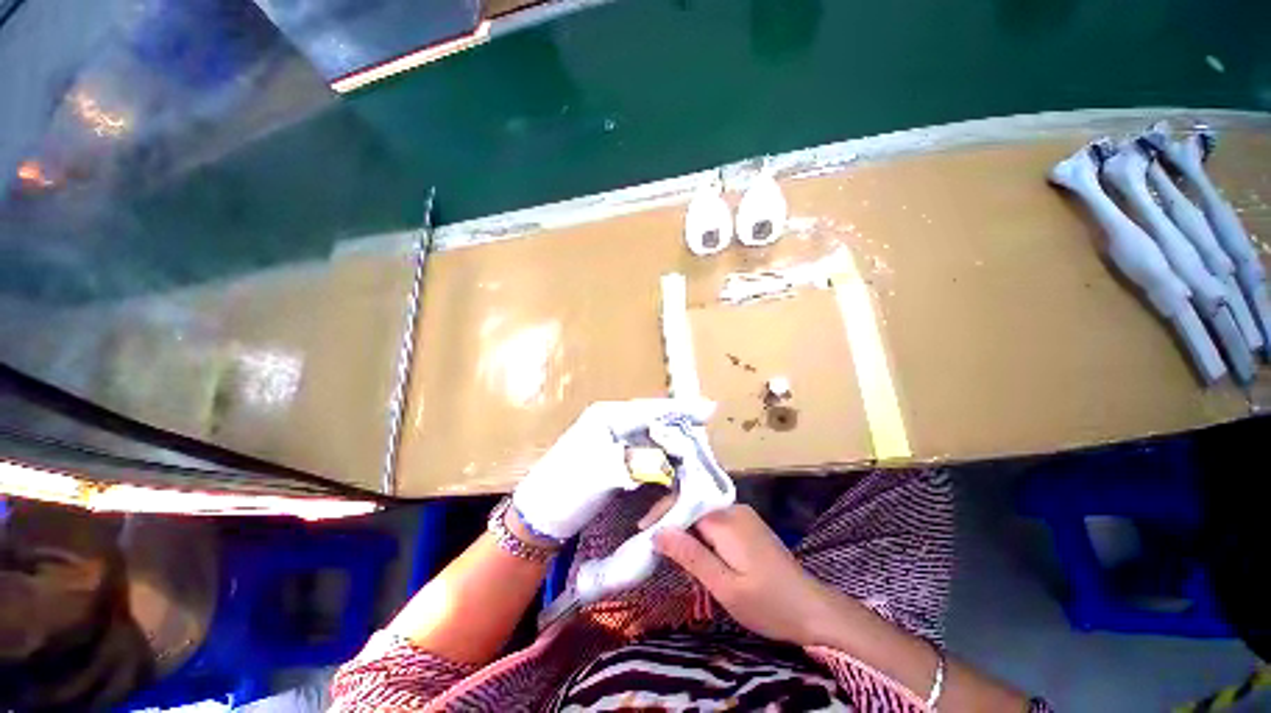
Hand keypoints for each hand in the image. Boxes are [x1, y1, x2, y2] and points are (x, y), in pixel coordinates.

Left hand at [513, 398, 712, 540]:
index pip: (649, 410)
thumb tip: (666, 462)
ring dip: (672, 442)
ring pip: (650, 436)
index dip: (680, 410)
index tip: (710, 409)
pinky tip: (672, 463)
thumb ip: (636, 462)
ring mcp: (612, 440)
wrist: (538, 519)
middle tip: (705, 432)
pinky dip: (660, 456)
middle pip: (652, 420)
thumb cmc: (564, 490)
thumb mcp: (600, 473)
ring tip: (695, 448)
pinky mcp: (613, 457)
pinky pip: (643, 451)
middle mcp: (611, 423)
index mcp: (606, 418)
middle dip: (679, 426)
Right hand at [654, 505, 832, 645]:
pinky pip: (717, 523)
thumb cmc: (768, 603)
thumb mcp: (724, 586)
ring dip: (688, 533)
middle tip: (658, 552)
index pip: (683, 506)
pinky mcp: (750, 525)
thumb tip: (658, 532)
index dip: (661, 515)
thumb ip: (690, 555)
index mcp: (726, 520)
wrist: (814, 609)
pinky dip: (703, 537)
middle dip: (674, 526)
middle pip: (693, 508)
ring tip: (677, 559)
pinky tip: (703, 558)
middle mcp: (734, 509)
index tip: (642, 532)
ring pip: (704, 516)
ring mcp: (744, 515)